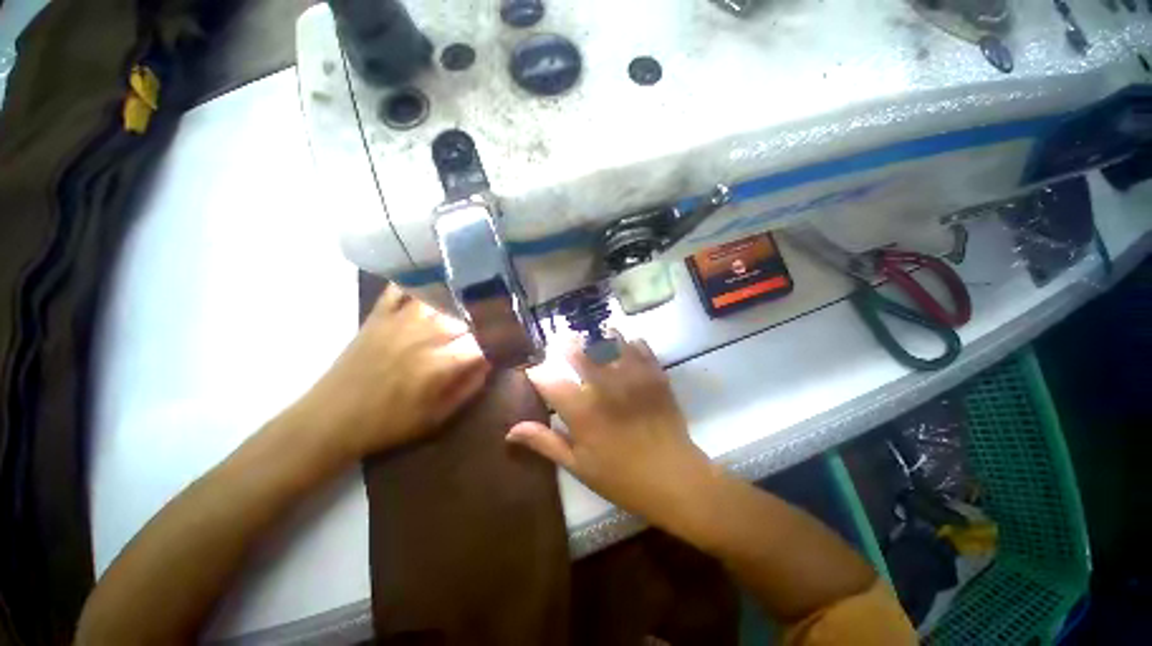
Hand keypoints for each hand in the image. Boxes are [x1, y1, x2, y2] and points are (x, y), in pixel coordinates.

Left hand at [295, 284, 489, 460]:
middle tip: (497, 320)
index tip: (512, 339)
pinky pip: (404, 288)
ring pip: (443, 297)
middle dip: (488, 318)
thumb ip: (470, 386)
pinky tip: (435, 282)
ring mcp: (402, 319)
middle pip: (469, 315)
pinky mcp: (381, 314)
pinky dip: (421, 283)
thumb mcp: (438, 416)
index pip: (486, 341)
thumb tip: (492, 361)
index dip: (503, 338)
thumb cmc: (389, 423)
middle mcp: (427, 334)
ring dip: (462, 298)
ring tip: (475, 300)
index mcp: (442, 362)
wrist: (331, 419)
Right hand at [507, 334, 711, 524]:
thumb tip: (510, 431)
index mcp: (581, 410)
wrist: (674, 478)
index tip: (535, 373)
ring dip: (598, 336)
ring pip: (609, 340)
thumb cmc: (621, 477)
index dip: (536, 373)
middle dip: (565, 346)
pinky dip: (629, 342)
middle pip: (577, 351)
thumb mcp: (578, 465)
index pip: (547, 379)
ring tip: (593, 337)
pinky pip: (640, 346)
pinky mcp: (654, 374)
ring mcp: (632, 376)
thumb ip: (544, 442)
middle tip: (563, 344)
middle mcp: (604, 385)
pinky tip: (626, 346)